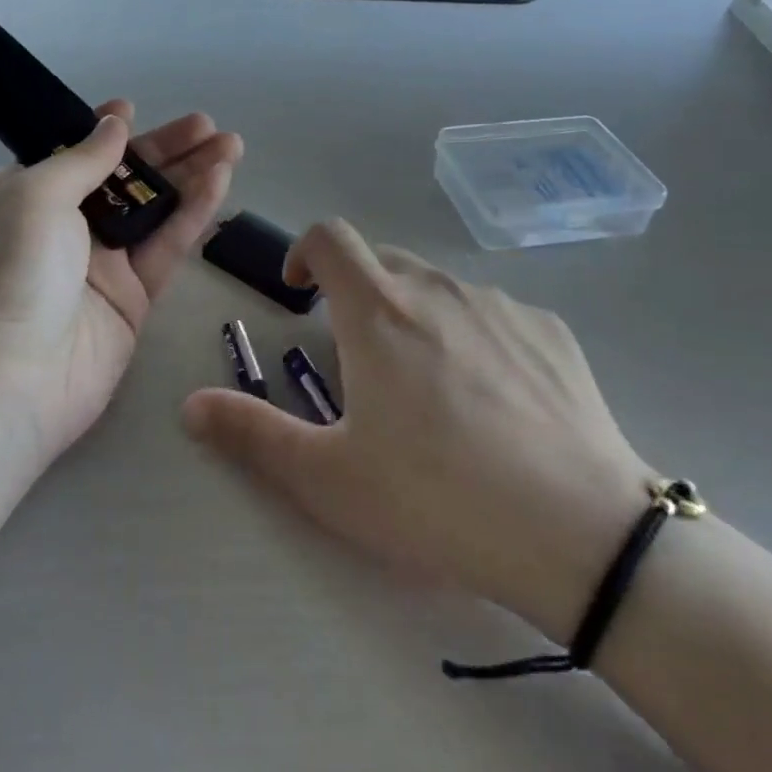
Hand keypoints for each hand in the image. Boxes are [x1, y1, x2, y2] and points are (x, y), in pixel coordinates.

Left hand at [0, 101, 242, 463]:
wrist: (8, 384)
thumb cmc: (8, 274)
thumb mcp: (34, 196)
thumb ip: (82, 159)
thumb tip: (115, 123)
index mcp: (22, 199)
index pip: (69, 155)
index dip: (103, 132)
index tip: (133, 110)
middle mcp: (61, 229)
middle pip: (121, 178)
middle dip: (165, 149)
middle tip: (208, 125)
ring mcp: (100, 265)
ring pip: (154, 209)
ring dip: (191, 174)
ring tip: (231, 144)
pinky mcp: (134, 298)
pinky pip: (167, 245)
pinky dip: (194, 212)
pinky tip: (220, 181)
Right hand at [182, 219, 652, 642]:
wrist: (581, 535)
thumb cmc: (436, 499)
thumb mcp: (329, 479)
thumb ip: (252, 433)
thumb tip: (189, 405)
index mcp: (378, 310)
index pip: (329, 236)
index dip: (305, 252)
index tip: (302, 292)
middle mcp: (437, 288)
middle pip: (384, 262)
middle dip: (359, 294)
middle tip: (362, 362)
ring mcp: (500, 304)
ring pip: (440, 289)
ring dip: (417, 317)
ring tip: (432, 391)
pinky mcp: (550, 331)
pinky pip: (494, 315)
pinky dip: (475, 336)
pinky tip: (496, 404)